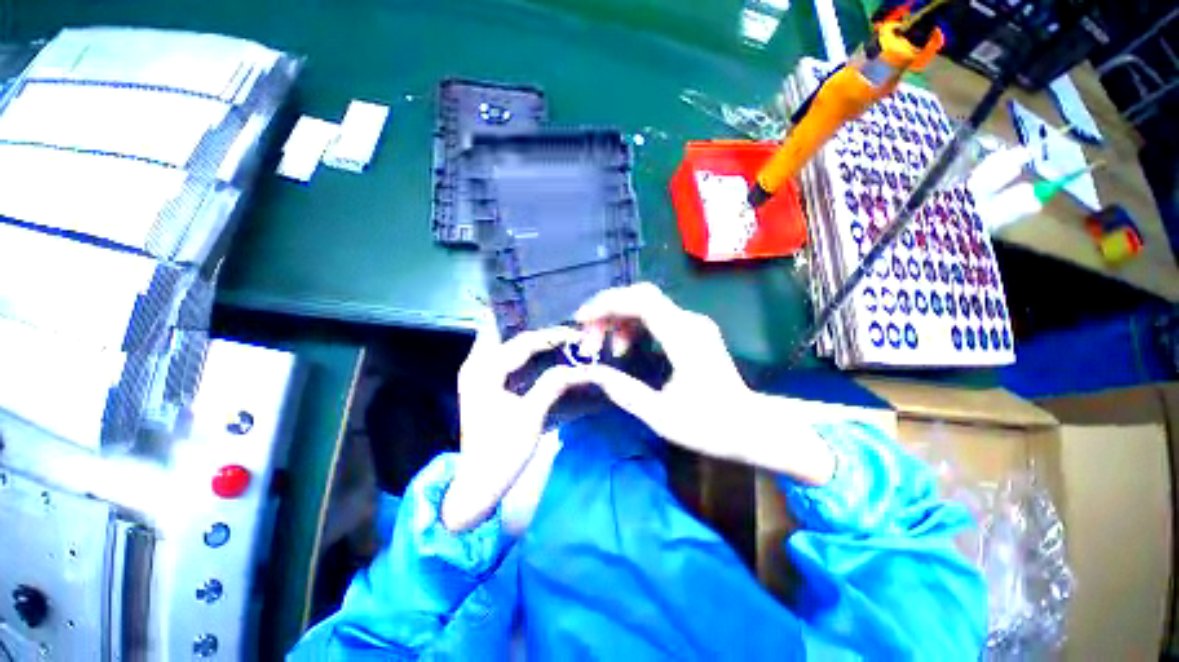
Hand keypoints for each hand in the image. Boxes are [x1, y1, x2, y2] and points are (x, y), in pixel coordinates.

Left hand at [441, 325, 583, 531]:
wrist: (480, 483)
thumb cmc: (504, 451)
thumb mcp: (531, 416)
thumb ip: (552, 385)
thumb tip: (576, 368)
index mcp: (485, 372)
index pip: (523, 343)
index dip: (552, 337)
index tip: (576, 336)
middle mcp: (476, 366)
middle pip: (513, 339)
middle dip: (541, 335)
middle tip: (568, 336)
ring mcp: (477, 375)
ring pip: (509, 346)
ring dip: (533, 343)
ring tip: (560, 342)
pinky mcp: (483, 385)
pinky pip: (506, 360)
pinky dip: (526, 356)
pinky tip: (543, 357)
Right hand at [574, 283, 835, 484]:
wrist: (750, 426)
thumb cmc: (708, 426)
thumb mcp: (659, 415)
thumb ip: (623, 390)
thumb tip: (592, 373)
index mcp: (683, 338)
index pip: (640, 301)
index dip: (606, 304)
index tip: (581, 321)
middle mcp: (689, 321)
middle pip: (640, 296)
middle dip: (607, 312)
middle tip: (589, 341)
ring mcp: (692, 323)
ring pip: (645, 304)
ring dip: (618, 320)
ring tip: (606, 349)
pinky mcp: (690, 330)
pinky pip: (654, 316)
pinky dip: (632, 325)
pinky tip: (625, 347)